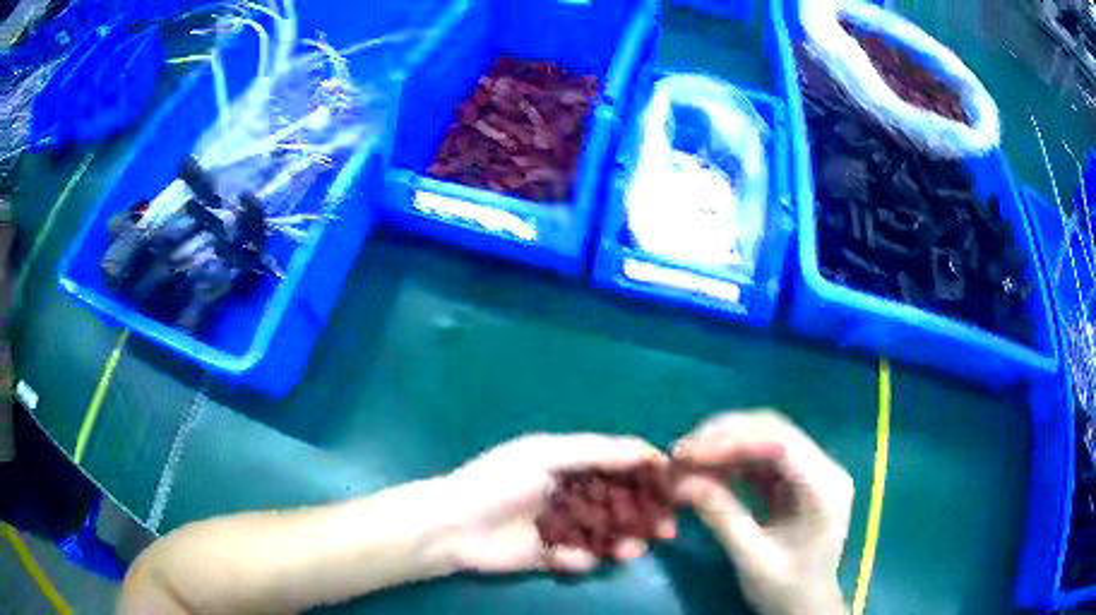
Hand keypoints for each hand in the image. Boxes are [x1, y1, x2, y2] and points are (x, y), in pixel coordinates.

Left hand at [435, 434, 674, 574]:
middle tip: (667, 528)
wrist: (454, 526)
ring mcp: (562, 524)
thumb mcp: (546, 456)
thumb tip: (647, 450)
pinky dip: (582, 558)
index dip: (647, 470)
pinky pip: (579, 556)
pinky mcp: (551, 553)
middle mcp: (570, 491)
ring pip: (605, 532)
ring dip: (623, 540)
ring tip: (632, 550)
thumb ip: (596, 452)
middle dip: (644, 513)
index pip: (618, 461)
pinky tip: (572, 559)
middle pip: (619, 501)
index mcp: (569, 461)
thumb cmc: (500, 483)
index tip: (676, 483)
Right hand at [672, 411, 852, 614]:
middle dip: (724, 437)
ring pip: (766, 437)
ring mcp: (811, 471)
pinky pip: (762, 456)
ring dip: (725, 444)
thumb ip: (721, 516)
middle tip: (679, 453)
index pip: (781, 445)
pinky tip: (706, 469)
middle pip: (774, 431)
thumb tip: (680, 481)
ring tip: (686, 460)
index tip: (687, 453)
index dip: (732, 441)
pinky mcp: (796, 479)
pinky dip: (731, 459)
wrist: (805, 605)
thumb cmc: (785, 588)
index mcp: (825, 488)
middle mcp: (824, 469)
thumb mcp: (751, 559)